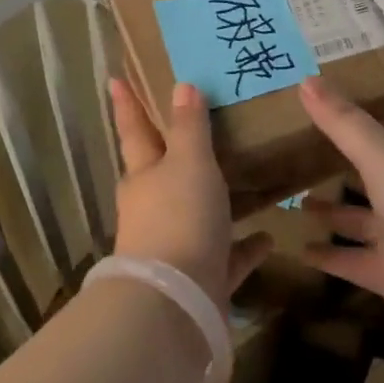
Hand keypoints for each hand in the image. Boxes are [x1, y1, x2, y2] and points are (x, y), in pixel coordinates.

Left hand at [108, 79, 270, 309]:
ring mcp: (175, 246)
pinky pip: (226, 256)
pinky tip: (268, 236)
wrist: (176, 304)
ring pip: (196, 213)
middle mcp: (153, 208)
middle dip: (173, 150)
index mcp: (143, 176)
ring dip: (214, 199)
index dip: (126, 103)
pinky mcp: (201, 279)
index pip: (134, 129)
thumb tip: (182, 85)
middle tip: (194, 125)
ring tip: (241, 177)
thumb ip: (189, 126)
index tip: (115, 79)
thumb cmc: (179, 216)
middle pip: (163, 171)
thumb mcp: (188, 161)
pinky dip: (244, 246)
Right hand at [297, 78, 383, 343]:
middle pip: (373, 180)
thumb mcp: (382, 154)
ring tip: (293, 203)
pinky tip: (299, 250)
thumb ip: (343, 122)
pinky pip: (356, 262)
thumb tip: (305, 78)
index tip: (322, 118)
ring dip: (332, 214)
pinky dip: (330, 258)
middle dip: (341, 172)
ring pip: (361, 222)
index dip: (356, 129)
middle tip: (297, 159)